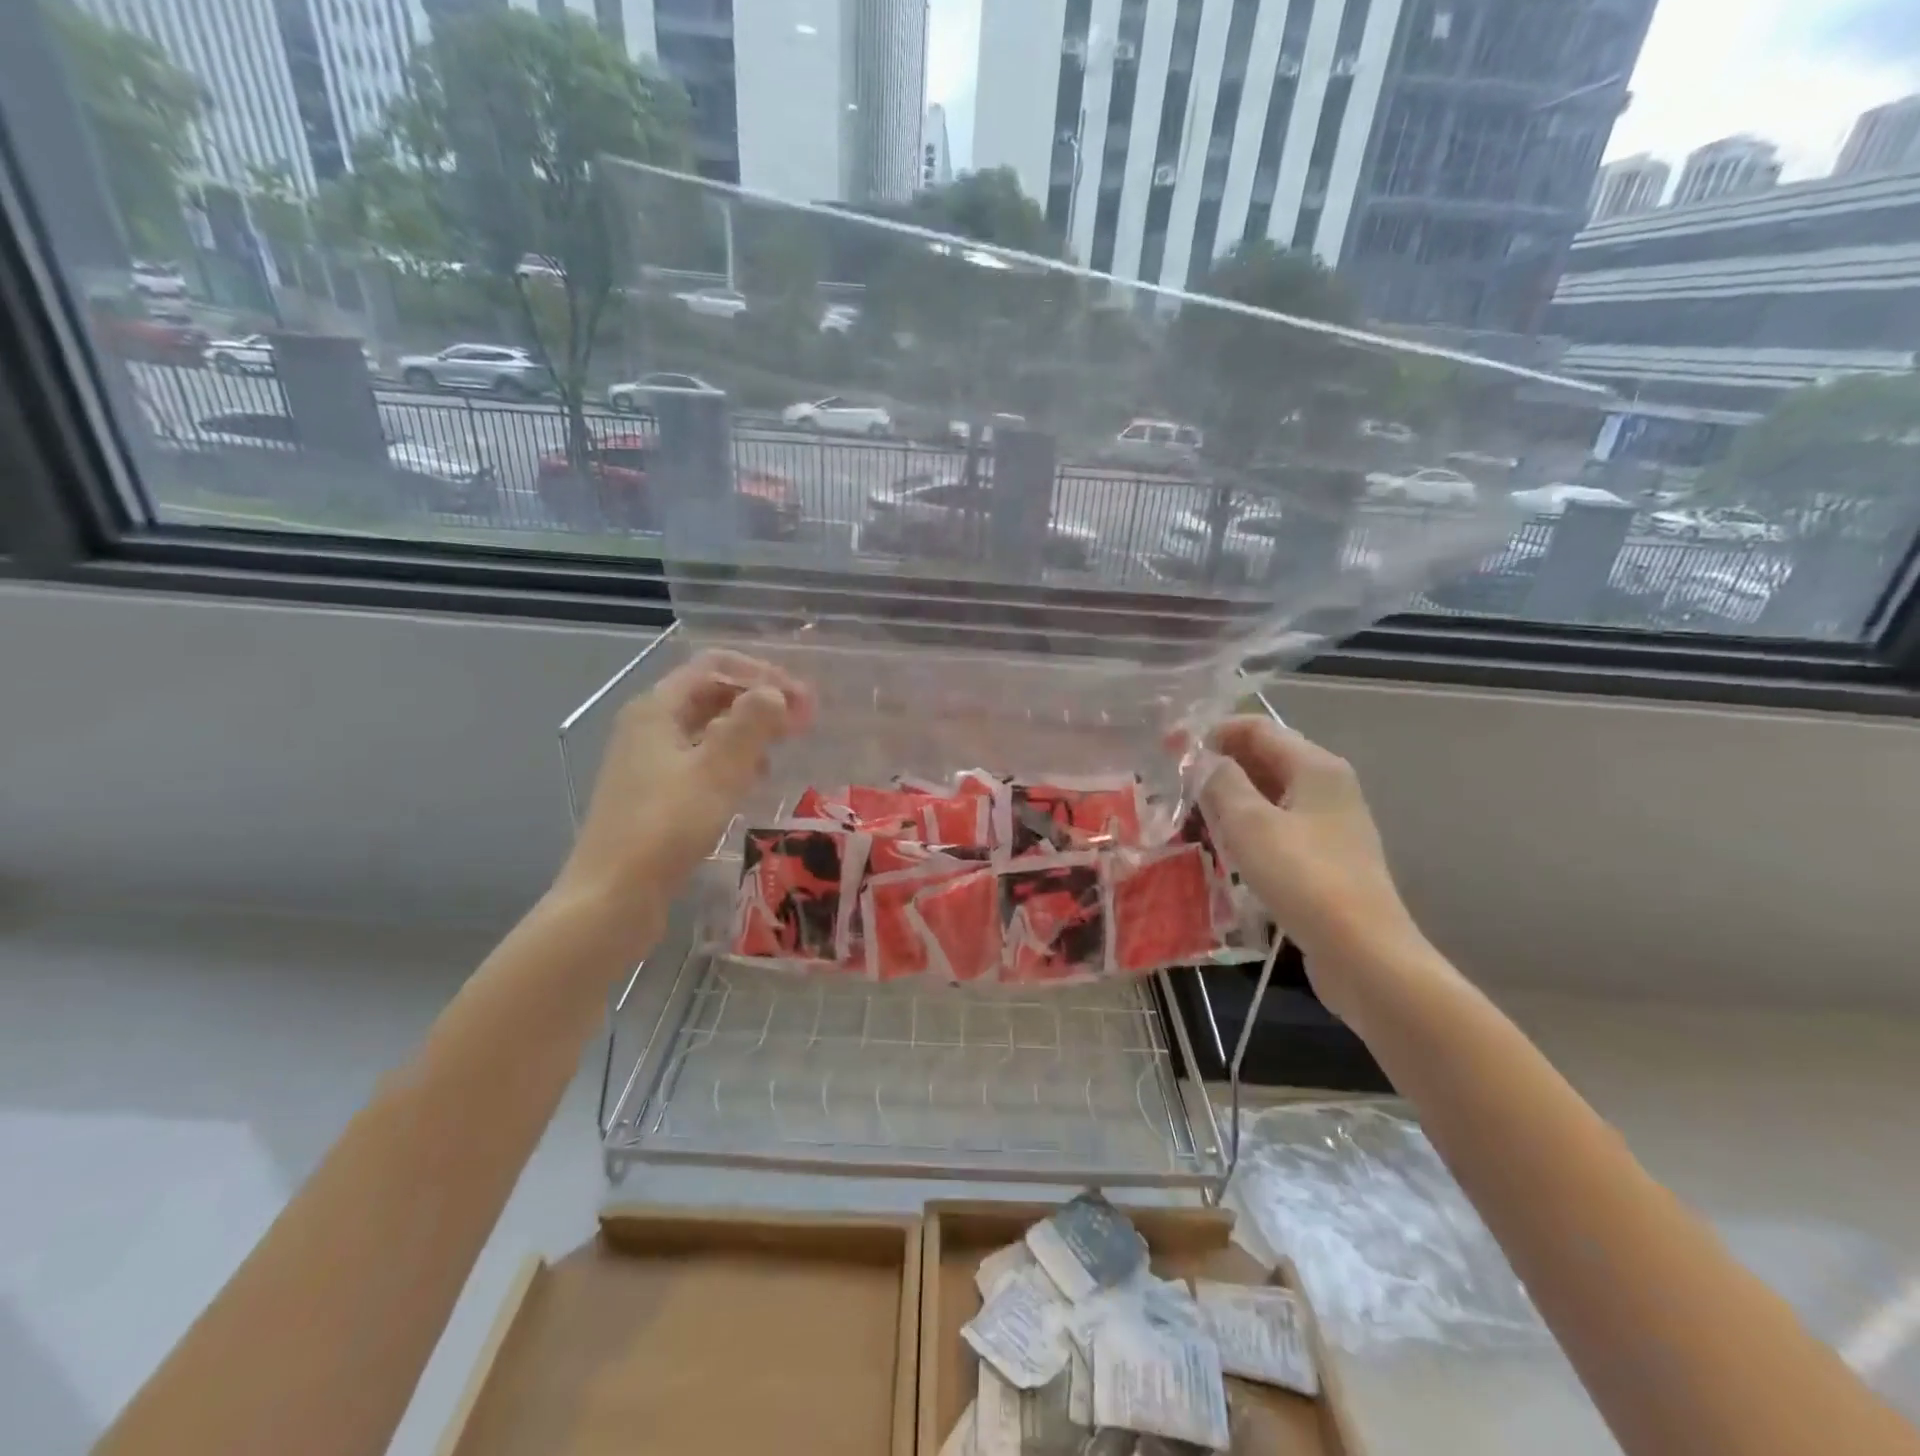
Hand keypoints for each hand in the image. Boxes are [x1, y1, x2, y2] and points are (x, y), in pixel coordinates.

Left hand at [555, 650, 812, 919]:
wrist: (612, 897)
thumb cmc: (666, 826)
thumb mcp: (717, 770)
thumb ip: (751, 723)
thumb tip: (775, 693)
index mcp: (657, 709)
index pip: (715, 667)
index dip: (763, 675)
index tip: (803, 701)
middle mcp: (649, 726)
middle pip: (711, 694)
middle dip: (759, 701)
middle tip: (804, 722)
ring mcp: (649, 762)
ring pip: (708, 729)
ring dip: (749, 730)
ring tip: (785, 746)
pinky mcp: (655, 794)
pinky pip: (701, 760)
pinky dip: (733, 760)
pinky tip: (754, 780)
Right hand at [1199, 717, 1423, 1013]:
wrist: (1362, 952)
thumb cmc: (1303, 878)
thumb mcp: (1249, 824)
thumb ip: (1221, 782)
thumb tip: (1203, 760)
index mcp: (1316, 767)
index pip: (1257, 728)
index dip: (1214, 733)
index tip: (1173, 753)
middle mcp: (1327, 786)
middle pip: (1265, 759)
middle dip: (1220, 767)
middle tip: (1176, 788)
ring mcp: (1330, 823)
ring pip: (1269, 795)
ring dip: (1230, 800)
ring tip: (1191, 818)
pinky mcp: (1325, 857)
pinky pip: (1278, 826)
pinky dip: (1248, 828)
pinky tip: (1223, 849)